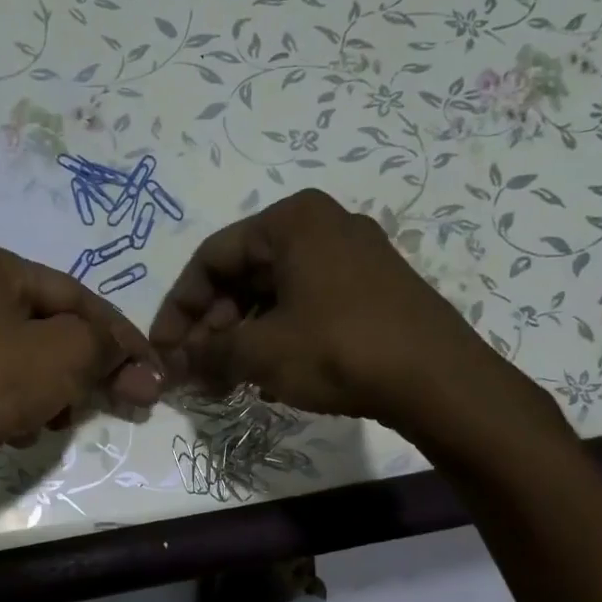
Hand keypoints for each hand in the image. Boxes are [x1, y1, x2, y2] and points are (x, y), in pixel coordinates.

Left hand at [0, 242, 163, 476]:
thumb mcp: (67, 351)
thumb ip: (108, 346)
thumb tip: (140, 365)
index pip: (76, 296)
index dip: (122, 335)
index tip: (153, 372)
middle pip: (56, 330)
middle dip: (92, 370)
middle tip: (133, 401)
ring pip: (34, 363)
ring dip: (58, 393)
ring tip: (59, 420)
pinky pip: (6, 388)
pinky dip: (25, 408)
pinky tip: (23, 431)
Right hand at [150, 189, 566, 458]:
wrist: (437, 380)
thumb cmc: (337, 349)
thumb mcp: (260, 351)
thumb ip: (207, 352)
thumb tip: (170, 365)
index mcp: (291, 220)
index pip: (211, 258)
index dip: (178, 308)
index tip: (164, 351)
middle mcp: (322, 226)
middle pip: (243, 274)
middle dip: (211, 327)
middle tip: (195, 372)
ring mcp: (351, 257)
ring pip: (273, 294)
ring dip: (240, 337)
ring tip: (225, 381)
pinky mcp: (370, 289)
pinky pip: (304, 305)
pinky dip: (276, 337)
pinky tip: (265, 376)